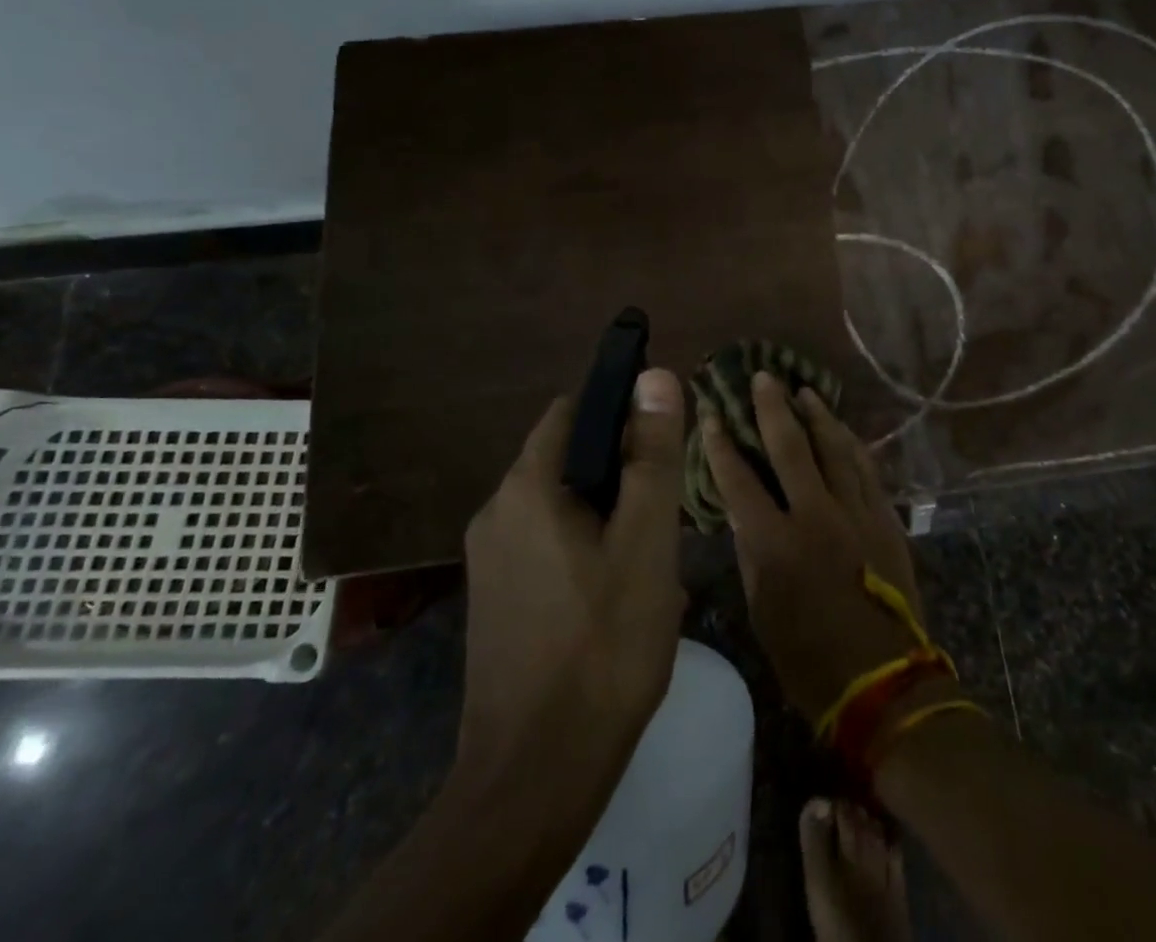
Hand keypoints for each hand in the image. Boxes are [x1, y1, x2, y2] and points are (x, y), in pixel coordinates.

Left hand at [457, 368, 687, 799]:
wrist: (535, 779)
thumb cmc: (602, 647)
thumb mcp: (645, 542)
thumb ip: (651, 456)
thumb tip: (653, 376)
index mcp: (526, 488)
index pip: (573, 411)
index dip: (621, 413)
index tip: (662, 443)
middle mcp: (496, 512)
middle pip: (568, 459)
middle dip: (620, 473)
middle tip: (665, 515)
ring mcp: (490, 560)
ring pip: (561, 506)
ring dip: (607, 515)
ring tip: (651, 561)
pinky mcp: (495, 600)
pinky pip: (546, 546)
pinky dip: (585, 549)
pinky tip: (618, 596)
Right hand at [700, 372, 933, 724]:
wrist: (883, 685)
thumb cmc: (808, 659)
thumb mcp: (761, 610)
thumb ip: (751, 553)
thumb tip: (743, 513)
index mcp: (774, 543)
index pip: (738, 480)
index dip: (721, 445)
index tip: (711, 415)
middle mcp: (815, 516)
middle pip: (790, 447)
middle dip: (772, 408)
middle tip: (763, 377)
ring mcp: (856, 514)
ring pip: (834, 449)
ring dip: (817, 416)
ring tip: (804, 390)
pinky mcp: (885, 520)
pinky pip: (867, 469)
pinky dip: (852, 444)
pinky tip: (843, 429)